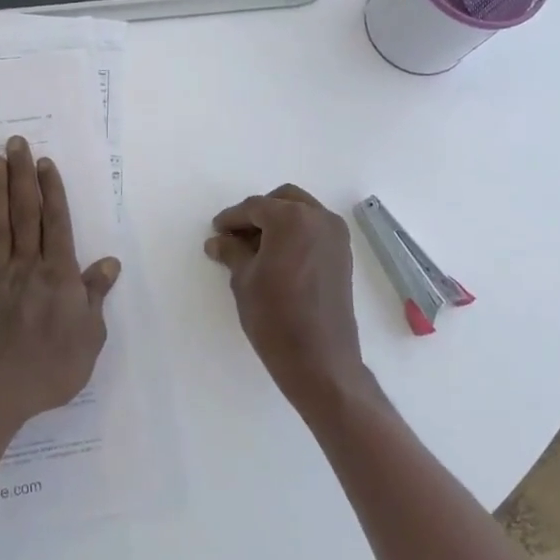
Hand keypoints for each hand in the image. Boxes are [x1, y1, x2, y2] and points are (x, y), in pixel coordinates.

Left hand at [0, 135, 120, 428]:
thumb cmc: (52, 369)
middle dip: (22, 176)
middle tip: (15, 142)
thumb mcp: (90, 337)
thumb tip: (109, 262)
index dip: (51, 190)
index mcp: (58, 276)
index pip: (56, 223)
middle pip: (25, 215)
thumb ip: (95, 295)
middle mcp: (26, 268)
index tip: (44, 162)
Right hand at [205, 184, 373, 415]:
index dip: (231, 219)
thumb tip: (218, 241)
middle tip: (236, 235)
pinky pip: (315, 230)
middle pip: (283, 200)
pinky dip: (296, 234)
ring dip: (279, 221)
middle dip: (258, 213)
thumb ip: (231, 252)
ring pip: (302, 212)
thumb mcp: (244, 280)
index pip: (254, 207)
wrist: (319, 359)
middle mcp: (319, 218)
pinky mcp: (343, 256)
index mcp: (292, 218)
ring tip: (255, 248)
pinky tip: (277, 257)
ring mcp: (336, 236)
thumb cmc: (275, 316)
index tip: (216, 231)